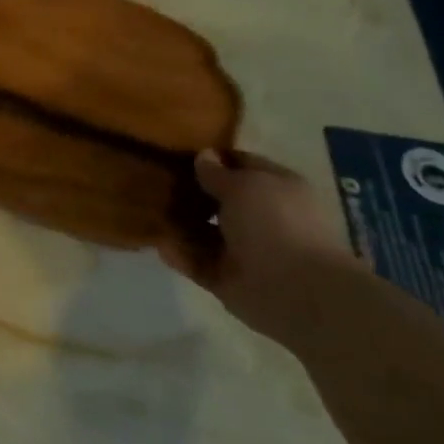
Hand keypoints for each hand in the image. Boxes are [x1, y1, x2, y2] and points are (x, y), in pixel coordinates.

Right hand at [160, 150, 358, 344]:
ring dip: (180, 224)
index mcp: (277, 189)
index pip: (242, 165)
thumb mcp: (243, 185)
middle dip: (191, 192)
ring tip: (148, 211)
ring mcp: (245, 250)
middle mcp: (262, 218)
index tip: (178, 153)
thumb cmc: (275, 223)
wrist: (296, 291)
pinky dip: (180, 254)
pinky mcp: (228, 279)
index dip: (213, 159)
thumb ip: (217, 173)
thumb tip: (204, 156)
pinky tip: (158, 243)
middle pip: (219, 201)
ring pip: (205, 232)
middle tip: (156, 181)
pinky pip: (198, 262)